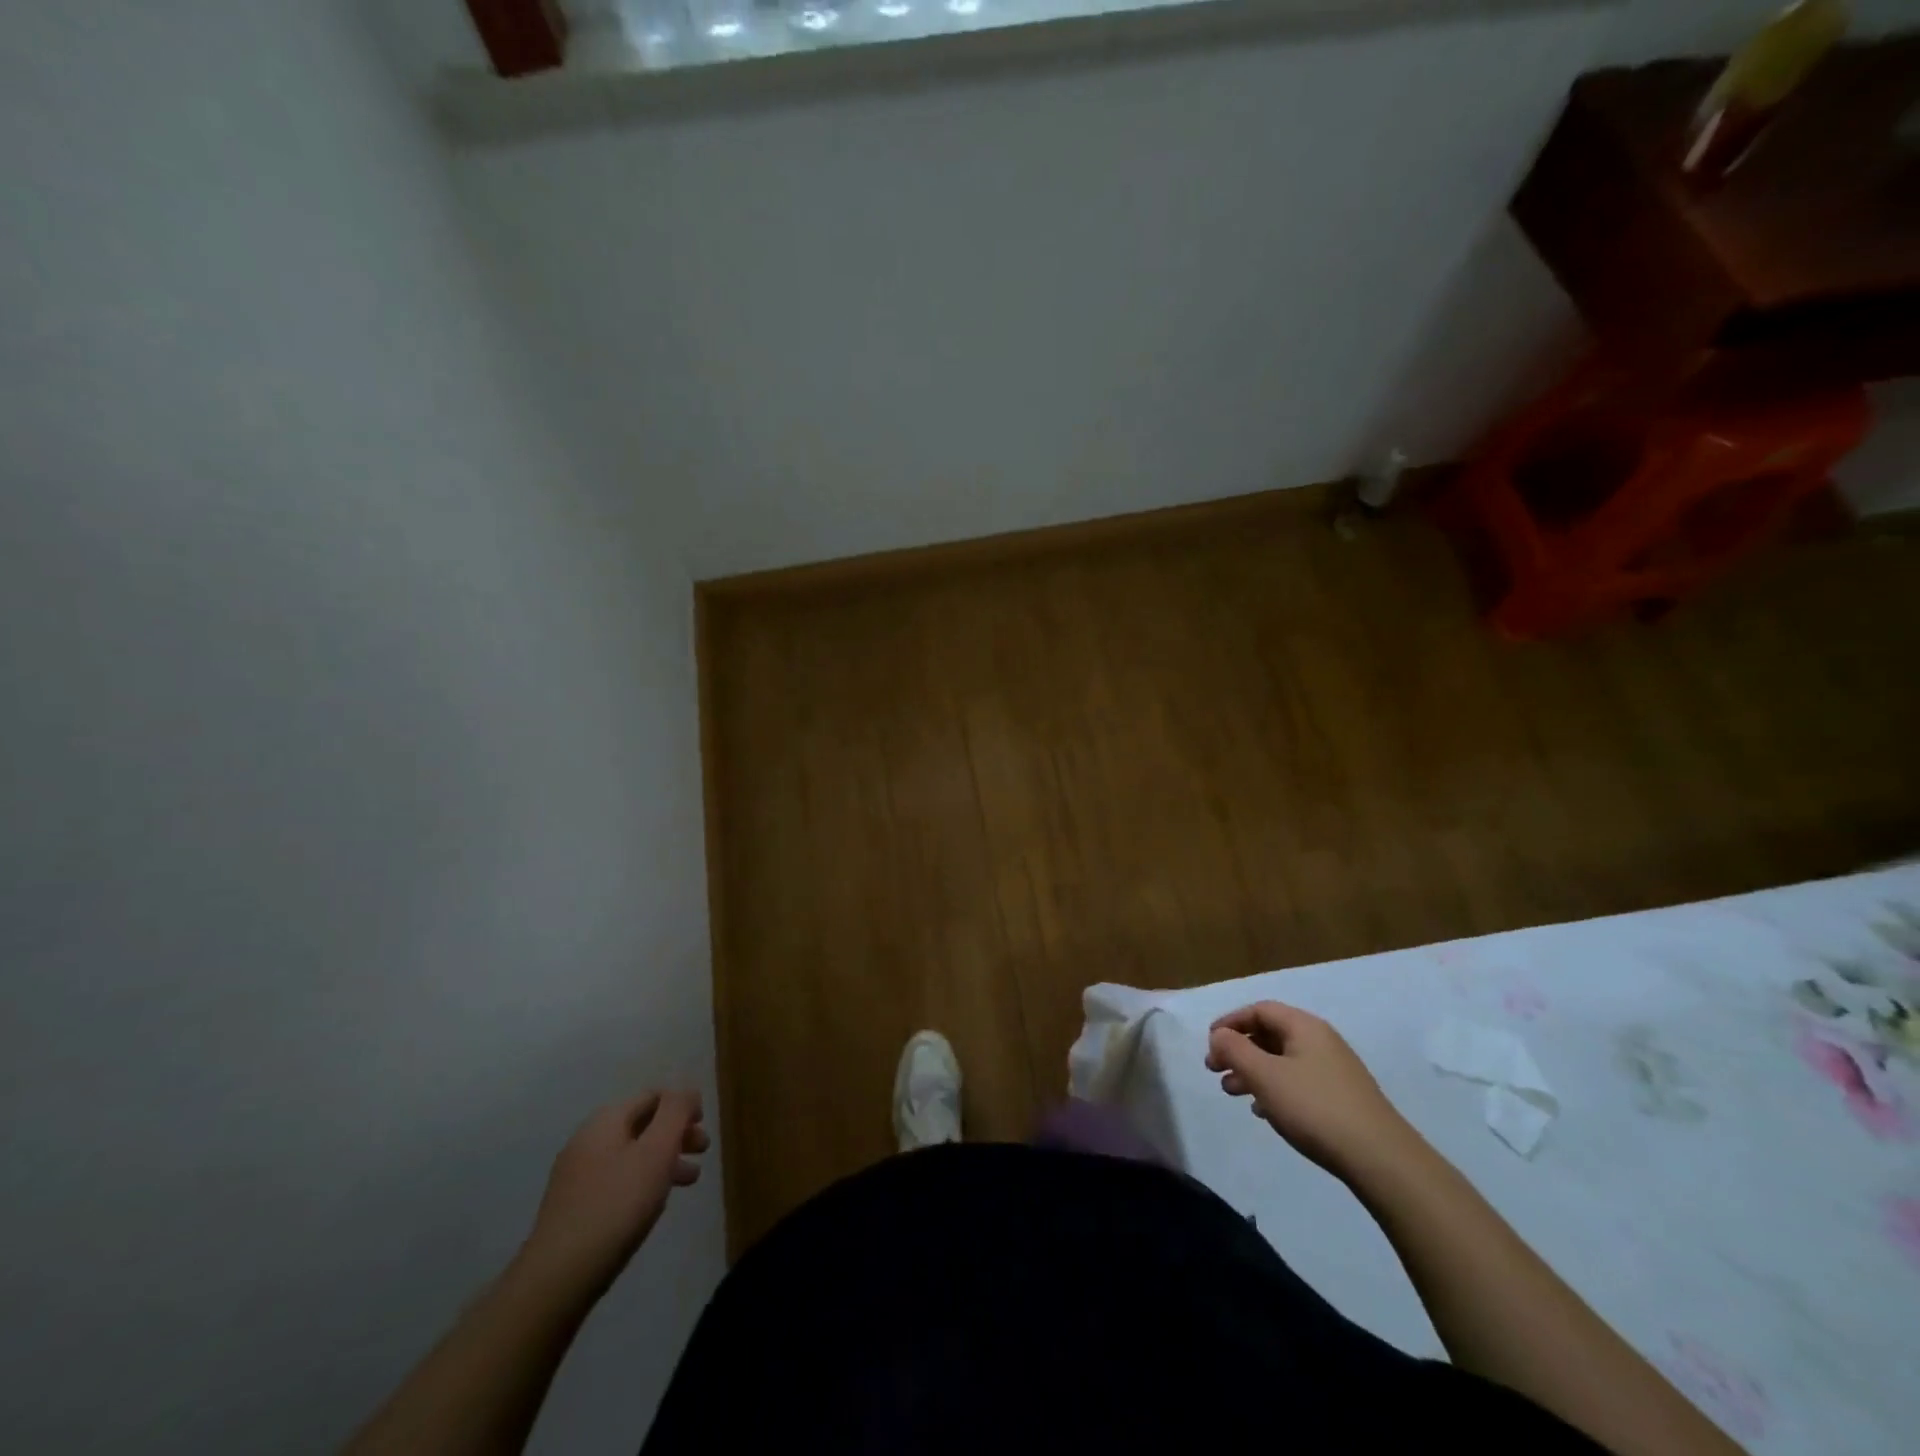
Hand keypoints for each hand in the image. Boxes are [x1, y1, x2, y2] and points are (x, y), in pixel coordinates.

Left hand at [522, 1090, 708, 1293]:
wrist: (559, 1277)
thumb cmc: (617, 1205)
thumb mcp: (657, 1151)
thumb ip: (676, 1113)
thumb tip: (687, 1091)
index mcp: (606, 1120)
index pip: (653, 1096)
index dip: (682, 1105)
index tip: (703, 1125)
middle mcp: (588, 1139)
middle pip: (643, 1123)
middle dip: (676, 1133)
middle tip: (703, 1151)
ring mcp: (577, 1174)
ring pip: (632, 1153)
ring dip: (664, 1159)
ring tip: (690, 1180)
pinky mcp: (574, 1205)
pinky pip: (618, 1179)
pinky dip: (643, 1180)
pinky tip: (655, 1203)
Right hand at [1206, 1002, 1417, 1182]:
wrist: (1381, 1159)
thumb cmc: (1315, 1108)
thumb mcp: (1265, 1076)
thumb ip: (1235, 1050)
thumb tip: (1219, 1035)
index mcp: (1304, 1027)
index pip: (1259, 1010)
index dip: (1230, 1022)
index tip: (1209, 1043)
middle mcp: (1321, 1041)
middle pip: (1270, 1034)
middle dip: (1238, 1050)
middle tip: (1214, 1071)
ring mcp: (1334, 1070)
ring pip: (1282, 1060)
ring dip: (1253, 1071)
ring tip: (1233, 1093)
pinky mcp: (1341, 1098)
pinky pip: (1297, 1082)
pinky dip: (1274, 1089)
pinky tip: (1264, 1111)